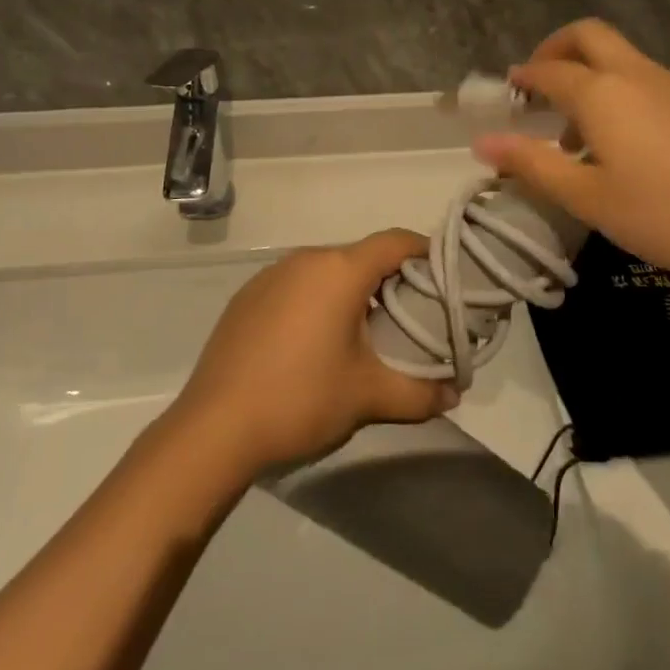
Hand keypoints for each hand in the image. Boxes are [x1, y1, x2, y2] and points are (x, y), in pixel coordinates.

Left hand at [167, 230, 457, 475]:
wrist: (215, 428)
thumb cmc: (301, 399)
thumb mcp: (368, 397)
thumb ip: (419, 393)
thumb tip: (454, 395)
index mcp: (340, 270)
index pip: (395, 241)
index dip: (424, 251)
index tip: (444, 276)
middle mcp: (306, 259)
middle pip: (361, 256)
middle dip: (389, 279)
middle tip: (410, 314)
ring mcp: (272, 275)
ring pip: (327, 271)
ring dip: (351, 291)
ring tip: (364, 332)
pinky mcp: (248, 296)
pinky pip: (296, 285)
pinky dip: (316, 301)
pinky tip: (314, 342)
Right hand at [471, 19, 669, 287]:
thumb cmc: (664, 212)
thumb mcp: (587, 197)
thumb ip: (532, 164)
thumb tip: (482, 143)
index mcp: (601, 92)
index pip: (548, 70)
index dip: (522, 78)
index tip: (505, 93)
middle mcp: (633, 74)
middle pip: (587, 35)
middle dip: (555, 49)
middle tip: (537, 85)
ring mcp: (669, 85)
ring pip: (617, 56)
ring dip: (586, 73)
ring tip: (573, 131)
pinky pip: (640, 78)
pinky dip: (615, 89)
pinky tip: (620, 143)